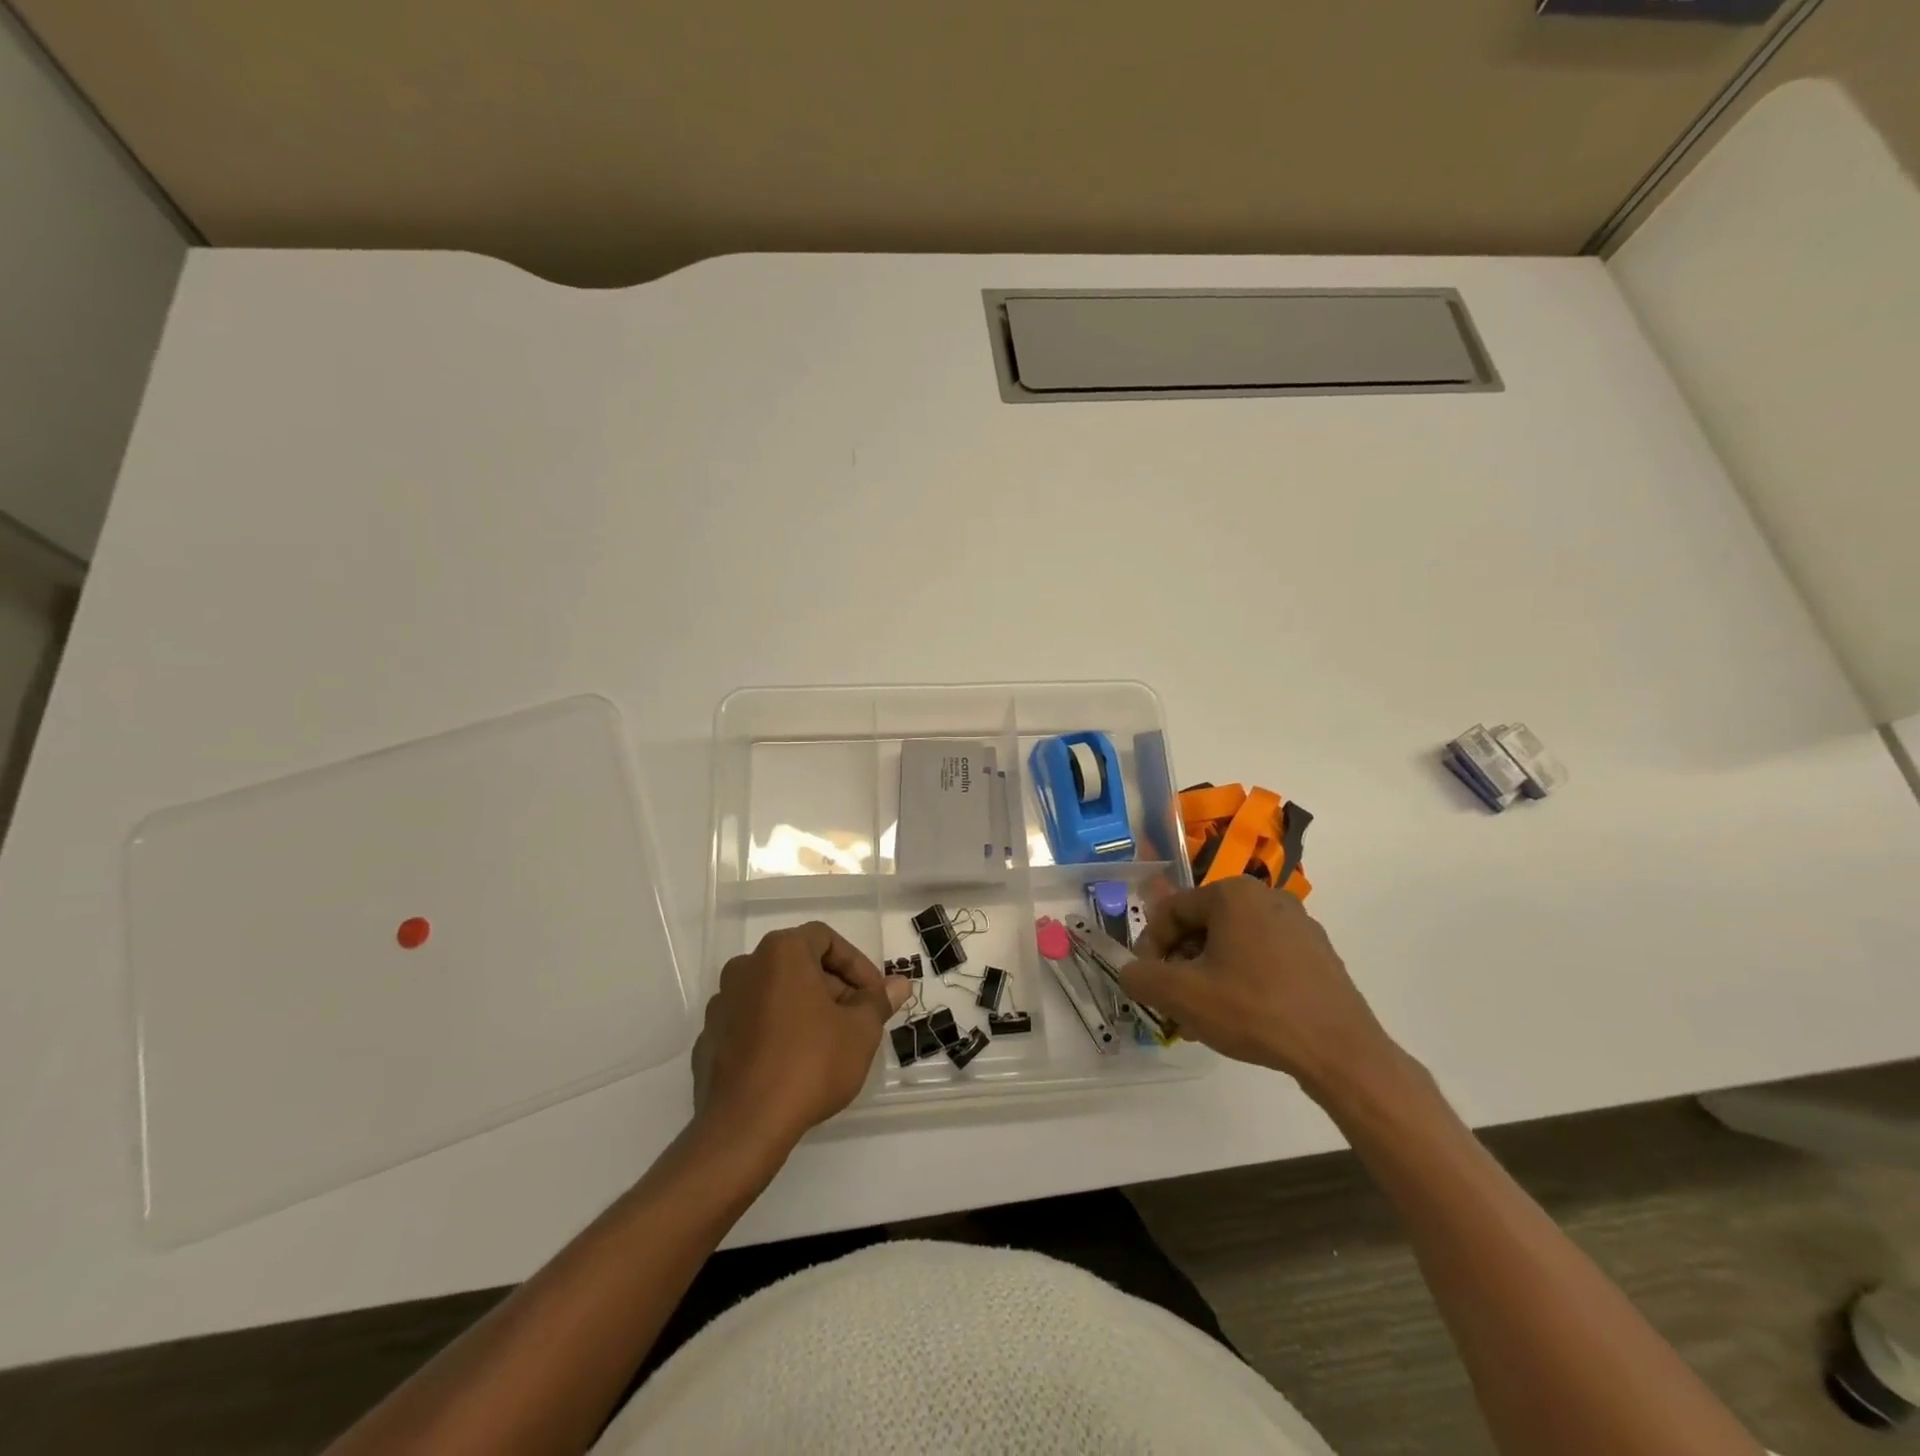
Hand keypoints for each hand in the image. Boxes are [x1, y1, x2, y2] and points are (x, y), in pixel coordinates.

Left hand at [692, 922, 911, 1155]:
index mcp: (780, 953)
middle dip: (833, 988)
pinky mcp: (709, 1039)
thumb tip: (900, 984)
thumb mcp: (860, 1031)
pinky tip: (794, 1064)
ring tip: (829, 1044)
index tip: (874, 996)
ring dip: (804, 1009)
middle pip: (799, 965)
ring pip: (774, 994)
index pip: (825, 939)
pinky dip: (776, 1032)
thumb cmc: (810, 1063)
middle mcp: (745, 968)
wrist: (745, 1126)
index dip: (856, 964)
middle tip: (857, 1021)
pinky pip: (752, 1023)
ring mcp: (722, 1004)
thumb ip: (878, 1001)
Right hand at [1120, 878, 1399, 1098]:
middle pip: (1202, 926)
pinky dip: (1242, 979)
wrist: (1339, 1051)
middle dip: (1181, 964)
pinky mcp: (1317, 954)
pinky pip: (1264, 957)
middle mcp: (1266, 896)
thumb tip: (1132, 971)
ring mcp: (1298, 924)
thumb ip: (1141, 976)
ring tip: (1204, 1017)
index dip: (1150, 947)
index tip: (1148, 983)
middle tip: (1174, 1004)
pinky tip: (1241, 1016)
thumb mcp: (1181, 995)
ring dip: (1208, 975)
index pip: (1171, 911)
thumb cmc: (1253, 1010)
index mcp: (1232, 893)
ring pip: (1232, 944)